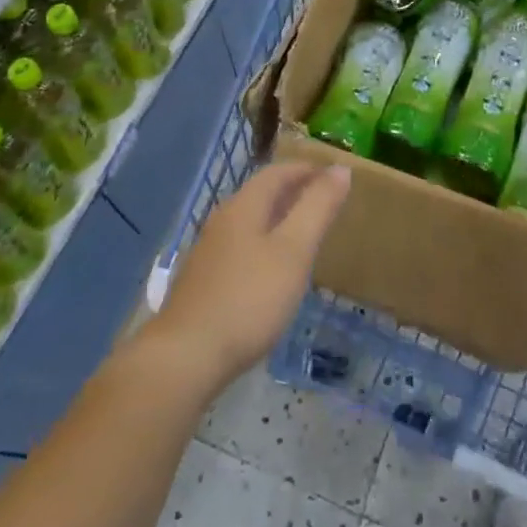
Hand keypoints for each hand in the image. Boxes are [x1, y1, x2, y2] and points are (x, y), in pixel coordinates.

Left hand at [148, 161, 350, 393]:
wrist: (186, 357)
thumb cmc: (249, 299)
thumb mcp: (294, 250)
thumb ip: (318, 207)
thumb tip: (340, 168)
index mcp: (244, 206)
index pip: (278, 172)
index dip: (307, 169)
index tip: (335, 176)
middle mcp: (222, 220)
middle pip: (262, 194)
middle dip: (294, 192)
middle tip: (326, 203)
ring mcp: (209, 251)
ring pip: (250, 221)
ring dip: (279, 219)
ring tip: (305, 234)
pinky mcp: (203, 281)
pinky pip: (241, 247)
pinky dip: (264, 244)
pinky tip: (273, 271)